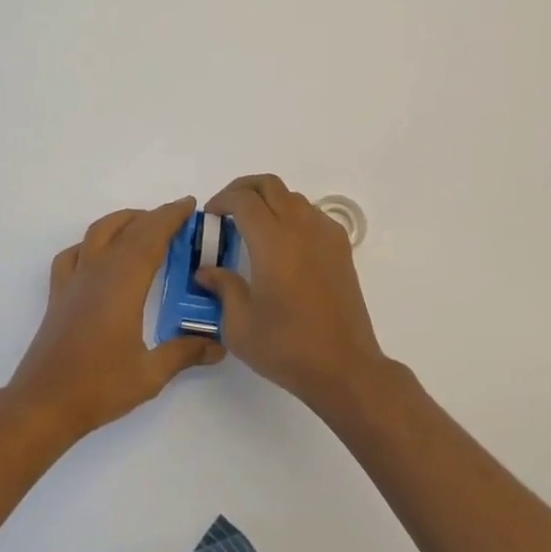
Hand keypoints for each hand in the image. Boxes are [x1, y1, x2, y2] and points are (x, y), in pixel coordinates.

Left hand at [7, 197, 223, 438]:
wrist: (43, 404)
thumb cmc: (99, 387)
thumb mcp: (150, 374)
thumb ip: (185, 353)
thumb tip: (218, 345)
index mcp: (123, 283)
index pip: (151, 236)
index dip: (171, 217)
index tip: (189, 205)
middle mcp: (98, 271)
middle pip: (128, 229)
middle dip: (155, 217)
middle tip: (179, 218)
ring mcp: (74, 280)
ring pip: (98, 232)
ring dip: (124, 221)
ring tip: (143, 226)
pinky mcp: (58, 294)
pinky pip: (74, 253)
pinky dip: (91, 243)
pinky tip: (99, 255)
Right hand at [197, 175, 388, 418]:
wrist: (344, 366)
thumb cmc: (286, 346)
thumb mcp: (239, 324)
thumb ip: (222, 288)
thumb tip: (207, 271)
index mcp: (272, 240)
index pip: (243, 199)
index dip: (222, 200)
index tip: (210, 216)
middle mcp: (300, 226)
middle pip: (269, 185)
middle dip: (243, 189)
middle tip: (227, 210)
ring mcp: (325, 234)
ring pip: (292, 196)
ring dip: (269, 201)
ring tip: (254, 227)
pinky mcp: (341, 248)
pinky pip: (312, 213)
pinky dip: (292, 214)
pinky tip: (284, 243)